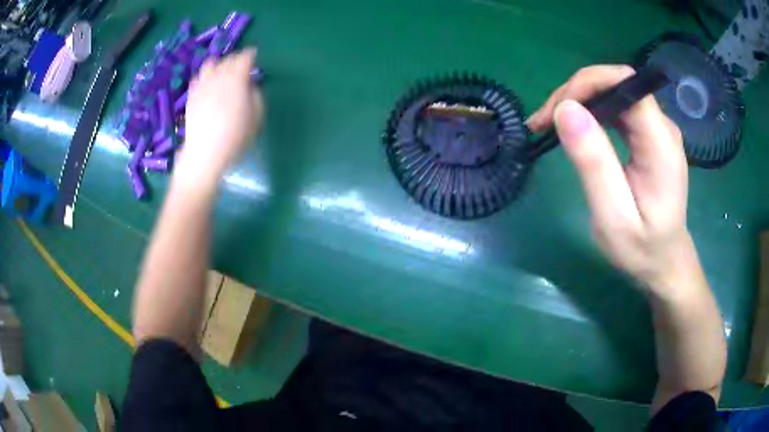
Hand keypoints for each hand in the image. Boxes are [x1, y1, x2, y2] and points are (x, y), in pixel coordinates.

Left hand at [175, 48, 263, 188]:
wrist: (205, 154)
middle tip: (242, 67)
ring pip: (210, 64)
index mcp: (237, 79)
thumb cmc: (235, 137)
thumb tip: (250, 85)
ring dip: (219, 64)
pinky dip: (205, 76)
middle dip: (236, 59)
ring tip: (223, 73)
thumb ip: (256, 94)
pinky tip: (207, 84)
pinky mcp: (191, 95)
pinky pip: (198, 77)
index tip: (255, 57)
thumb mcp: (257, 116)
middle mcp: (218, 76)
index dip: (251, 55)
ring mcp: (202, 85)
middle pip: (228, 59)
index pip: (245, 57)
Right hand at [528, 65, 693, 293]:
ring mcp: (656, 128)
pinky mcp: (648, 135)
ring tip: (548, 124)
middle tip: (542, 122)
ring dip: (578, 101)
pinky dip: (589, 112)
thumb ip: (594, 163)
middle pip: (615, 83)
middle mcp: (661, 126)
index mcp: (660, 142)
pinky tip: (571, 128)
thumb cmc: (642, 249)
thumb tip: (565, 110)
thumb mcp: (613, 217)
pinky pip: (615, 108)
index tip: (556, 111)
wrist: (665, 262)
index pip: (624, 83)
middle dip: (575, 93)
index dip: (587, 84)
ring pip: (612, 92)